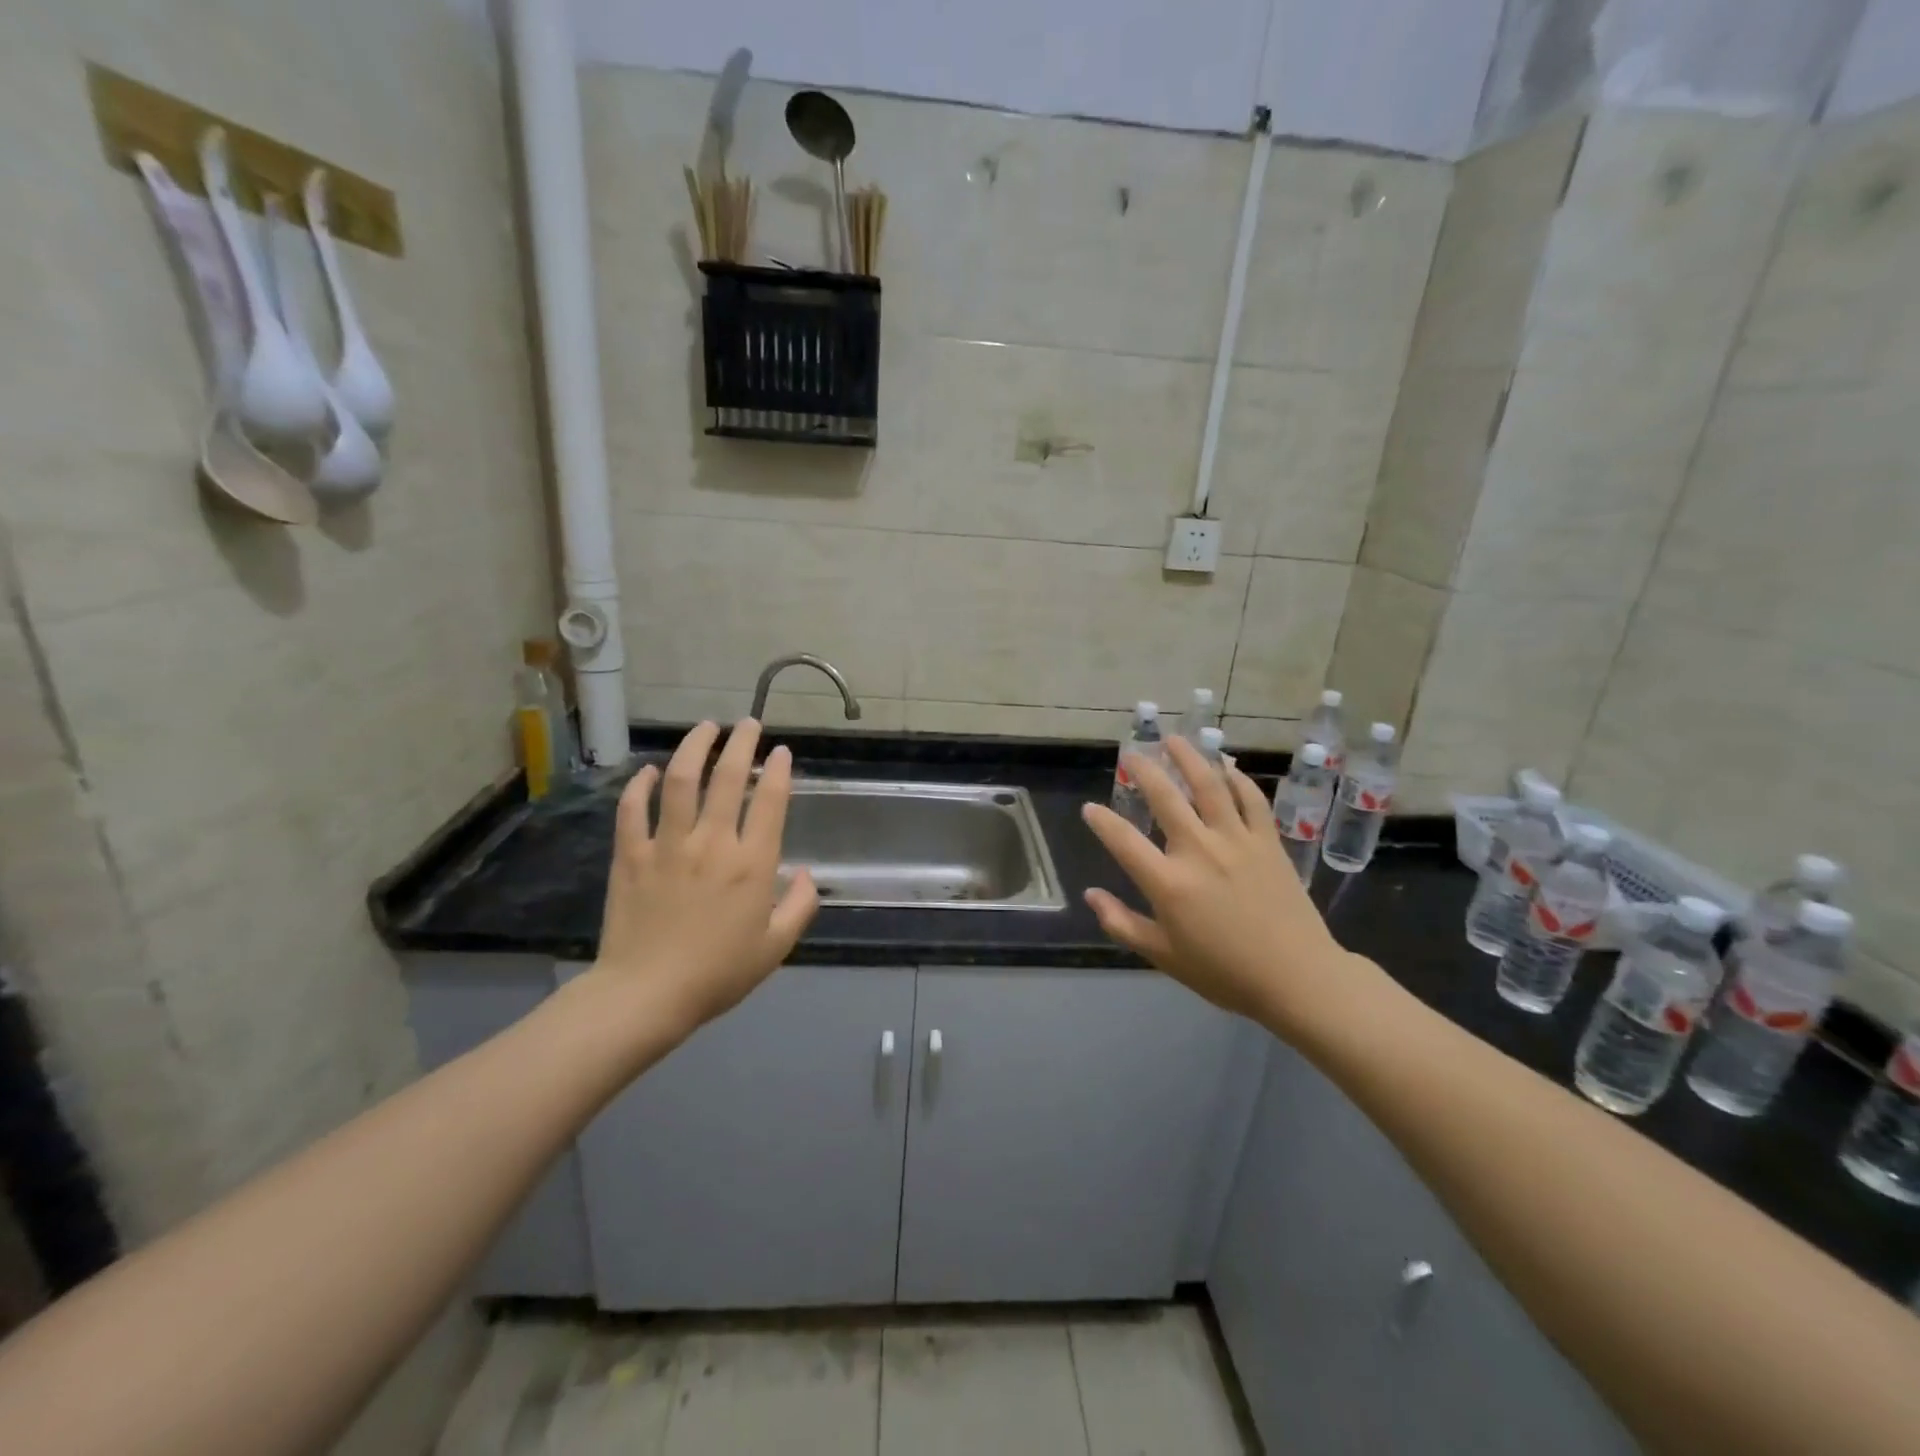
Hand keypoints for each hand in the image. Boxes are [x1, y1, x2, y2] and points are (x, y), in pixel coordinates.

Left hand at [591, 720, 817, 1035]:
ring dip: (694, 747)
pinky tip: (650, 771)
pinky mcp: (630, 855)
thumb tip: (808, 874)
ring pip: (681, 781)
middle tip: (748, 723)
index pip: (769, 801)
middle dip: (740, 743)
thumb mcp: (775, 947)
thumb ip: (800, 907)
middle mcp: (712, 843)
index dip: (777, 770)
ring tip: (705, 727)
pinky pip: (633, 810)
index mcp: (751, 864)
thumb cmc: (718, 974)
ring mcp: (667, 845)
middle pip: (727, 778)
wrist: (646, 995)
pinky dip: (641, 786)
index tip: (780, 751)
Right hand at [1081, 736, 1354, 1028]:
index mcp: (1169, 883)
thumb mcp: (1163, 956)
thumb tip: (1091, 895)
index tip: (1090, 808)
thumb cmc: (1225, 972)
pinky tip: (1227, 766)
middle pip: (1165, 797)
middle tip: (1131, 754)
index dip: (1102, 821)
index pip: (1123, 841)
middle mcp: (1199, 851)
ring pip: (1209, 786)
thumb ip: (1122, 923)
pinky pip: (1251, 799)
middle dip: (1143, 771)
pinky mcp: (1268, 841)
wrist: (1297, 978)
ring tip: (1174, 740)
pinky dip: (1238, 779)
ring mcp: (1237, 841)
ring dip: (1189, 757)